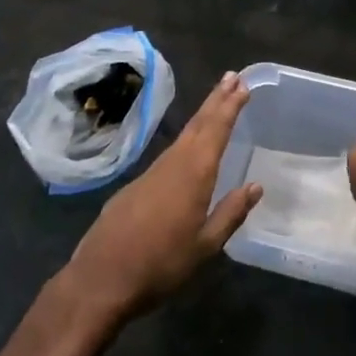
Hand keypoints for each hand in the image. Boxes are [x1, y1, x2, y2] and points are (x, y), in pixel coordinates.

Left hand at [59, 71, 262, 322]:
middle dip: (217, 100)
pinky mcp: (136, 185)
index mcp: (194, 174)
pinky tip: (189, 147)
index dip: (230, 106)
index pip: (216, 130)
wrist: (100, 279)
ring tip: (216, 103)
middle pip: (198, 124)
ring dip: (202, 116)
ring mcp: (151, 172)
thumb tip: (255, 187)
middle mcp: (173, 164)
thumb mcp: (205, 247)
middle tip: (232, 76)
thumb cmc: (160, 265)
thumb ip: (230, 213)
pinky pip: (169, 153)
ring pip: (183, 136)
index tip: (242, 84)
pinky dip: (185, 139)